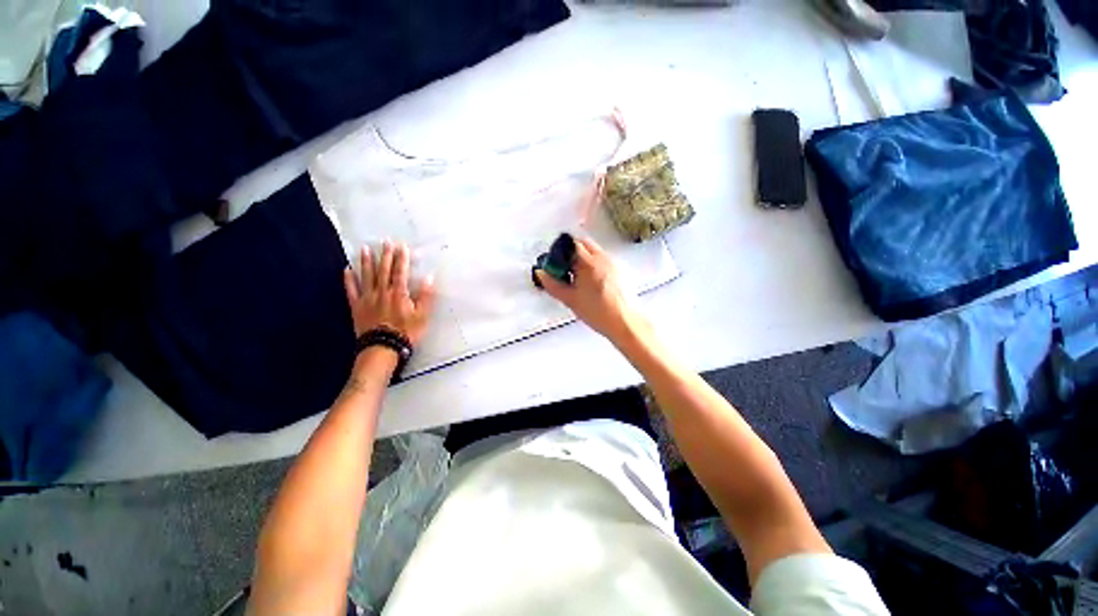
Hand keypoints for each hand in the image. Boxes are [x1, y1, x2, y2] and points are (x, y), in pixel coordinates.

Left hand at [343, 241, 435, 347]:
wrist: (383, 348)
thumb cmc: (406, 332)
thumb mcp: (422, 316)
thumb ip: (426, 297)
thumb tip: (429, 278)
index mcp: (399, 293)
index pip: (400, 272)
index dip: (401, 258)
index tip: (402, 246)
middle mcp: (382, 292)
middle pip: (383, 270)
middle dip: (385, 255)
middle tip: (385, 242)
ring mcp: (367, 298)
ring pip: (366, 276)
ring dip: (366, 262)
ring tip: (364, 249)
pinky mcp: (357, 307)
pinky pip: (351, 290)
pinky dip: (349, 280)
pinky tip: (347, 270)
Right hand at [535, 237, 645, 342]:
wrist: (624, 322)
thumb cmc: (597, 311)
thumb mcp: (570, 299)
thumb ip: (553, 285)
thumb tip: (541, 273)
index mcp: (588, 262)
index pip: (571, 244)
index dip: (560, 251)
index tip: (556, 263)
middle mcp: (603, 258)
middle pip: (584, 243)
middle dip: (572, 251)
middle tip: (566, 269)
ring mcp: (614, 263)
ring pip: (595, 251)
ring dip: (585, 257)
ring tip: (579, 278)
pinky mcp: (621, 271)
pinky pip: (605, 260)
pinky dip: (596, 264)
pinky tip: (593, 283)